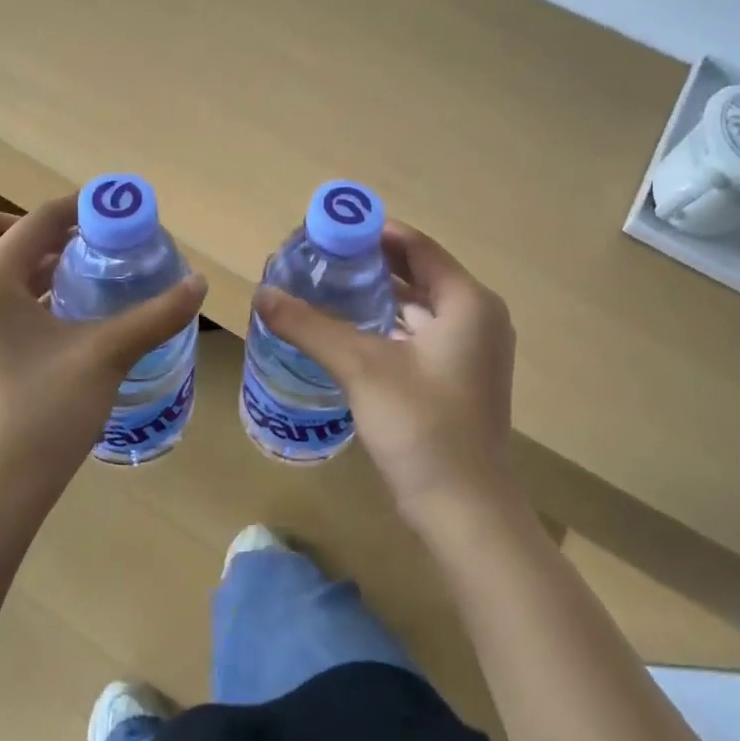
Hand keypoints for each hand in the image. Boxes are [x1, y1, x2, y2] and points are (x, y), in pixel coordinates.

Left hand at [0, 198, 206, 519]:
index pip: (35, 220)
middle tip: (85, 245)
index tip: (119, 210)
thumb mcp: (106, 355)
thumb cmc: (44, 412)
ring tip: (85, 275)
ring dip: (33, 260)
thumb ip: (155, 315)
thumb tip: (199, 284)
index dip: (79, 207)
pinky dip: (26, 291)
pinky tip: (68, 317)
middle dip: (38, 228)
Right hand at [252, 222, 522, 532]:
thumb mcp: (360, 367)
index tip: (329, 230)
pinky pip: (420, 337)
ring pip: (418, 309)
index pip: (417, 246)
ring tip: (325, 289)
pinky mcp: (460, 380)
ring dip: (376, 298)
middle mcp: (478, 318)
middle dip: (370, 265)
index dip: (373, 232)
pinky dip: (387, 328)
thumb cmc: (421, 426)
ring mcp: (473, 352)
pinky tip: (347, 332)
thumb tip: (261, 293)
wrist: (463, 510)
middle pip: (418, 275)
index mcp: (468, 302)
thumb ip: (310, 325)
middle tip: (319, 259)